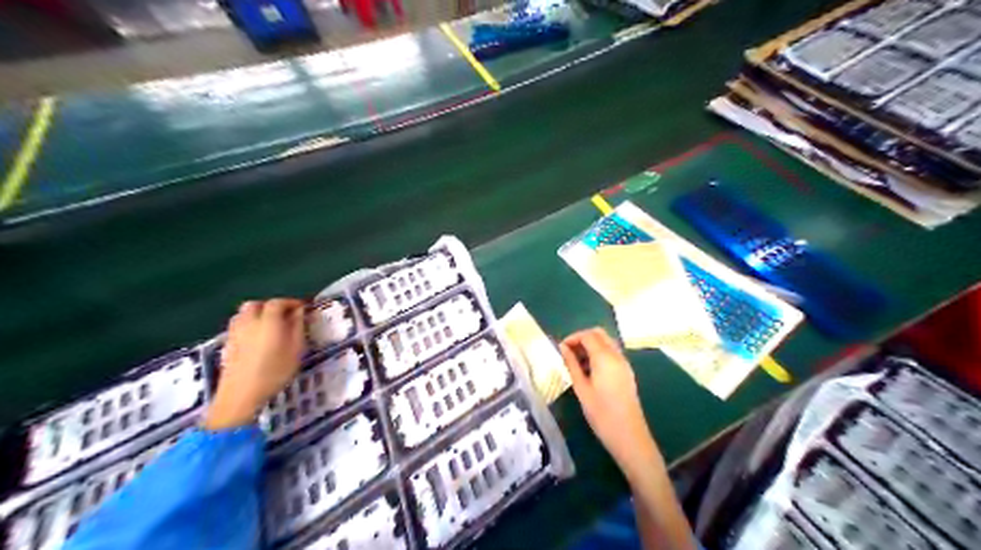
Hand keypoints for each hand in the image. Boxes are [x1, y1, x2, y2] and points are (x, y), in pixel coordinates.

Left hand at [200, 302, 305, 429]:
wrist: (240, 395)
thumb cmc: (274, 372)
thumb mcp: (296, 350)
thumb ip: (298, 328)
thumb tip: (299, 312)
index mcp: (268, 321)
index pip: (277, 303)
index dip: (290, 302)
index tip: (301, 308)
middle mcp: (249, 322)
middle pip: (256, 304)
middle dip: (270, 306)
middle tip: (284, 316)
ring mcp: (235, 333)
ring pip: (243, 314)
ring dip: (256, 314)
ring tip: (269, 325)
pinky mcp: (227, 344)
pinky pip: (237, 325)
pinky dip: (247, 325)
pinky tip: (255, 338)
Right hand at [560, 331, 656, 475]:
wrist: (629, 436)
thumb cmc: (601, 414)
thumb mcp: (581, 389)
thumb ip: (572, 365)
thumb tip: (563, 348)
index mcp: (605, 358)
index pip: (587, 335)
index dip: (572, 338)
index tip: (560, 349)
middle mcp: (617, 356)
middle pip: (599, 334)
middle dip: (582, 338)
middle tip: (568, 353)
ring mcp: (624, 363)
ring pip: (606, 343)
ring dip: (591, 346)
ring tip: (576, 363)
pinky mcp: (627, 372)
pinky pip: (611, 353)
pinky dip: (599, 354)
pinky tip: (589, 371)